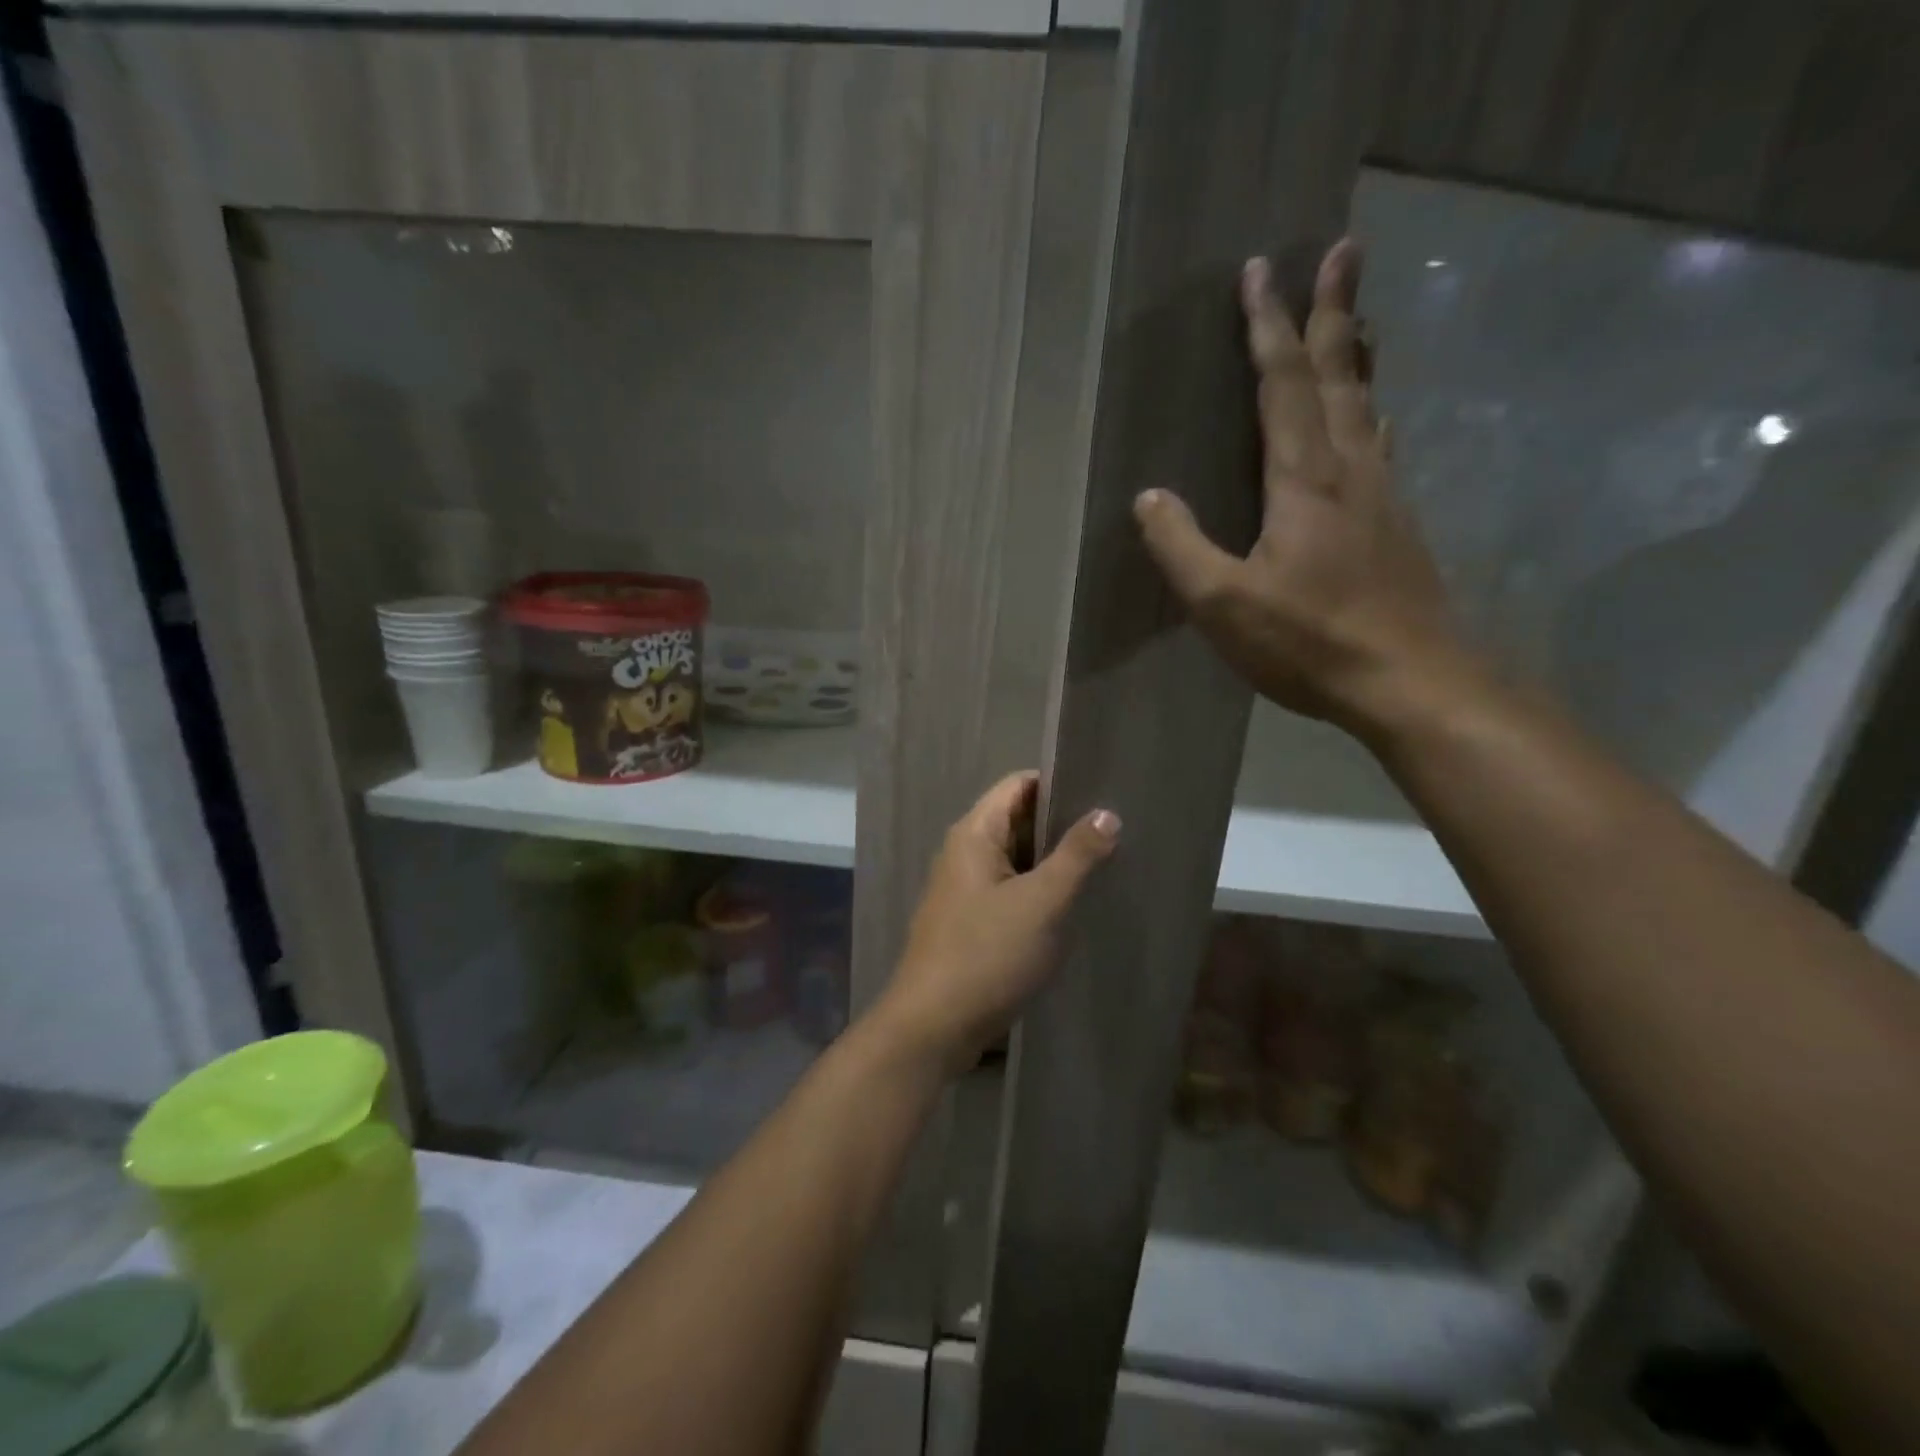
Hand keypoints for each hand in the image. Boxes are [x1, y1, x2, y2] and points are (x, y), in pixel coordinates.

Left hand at [875, 771, 1118, 1076]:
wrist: (933, 1026)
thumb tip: (1106, 813)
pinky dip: (1040, 890)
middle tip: (1115, 830)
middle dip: (1062, 824)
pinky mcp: (972, 921)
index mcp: (975, 834)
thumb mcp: (1041, 902)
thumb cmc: (986, 954)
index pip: (1018, 785)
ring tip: (1105, 862)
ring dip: (1054, 860)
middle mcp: (965, 853)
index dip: (1058, 782)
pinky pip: (1011, 890)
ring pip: (1017, 859)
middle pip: (1018, 820)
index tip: (1102, 791)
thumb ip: (1076, 856)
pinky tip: (1073, 903)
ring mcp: (966, 889)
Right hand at [1133, 241, 1481, 737]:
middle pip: (1341, 375)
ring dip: (1359, 355)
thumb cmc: (1310, 642)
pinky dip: (1371, 413)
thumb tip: (1148, 498)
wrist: (1412, 682)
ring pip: (1368, 406)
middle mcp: (1351, 471)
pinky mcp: (1399, 526)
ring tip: (1358, 319)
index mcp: (1304, 480)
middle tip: (1344, 248)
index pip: (1284, 385)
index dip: (1268, 327)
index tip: (1260, 270)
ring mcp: (1383, 497)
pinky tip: (1374, 421)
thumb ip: (1181, 547)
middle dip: (1334, 310)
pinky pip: (1380, 447)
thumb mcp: (1223, 603)